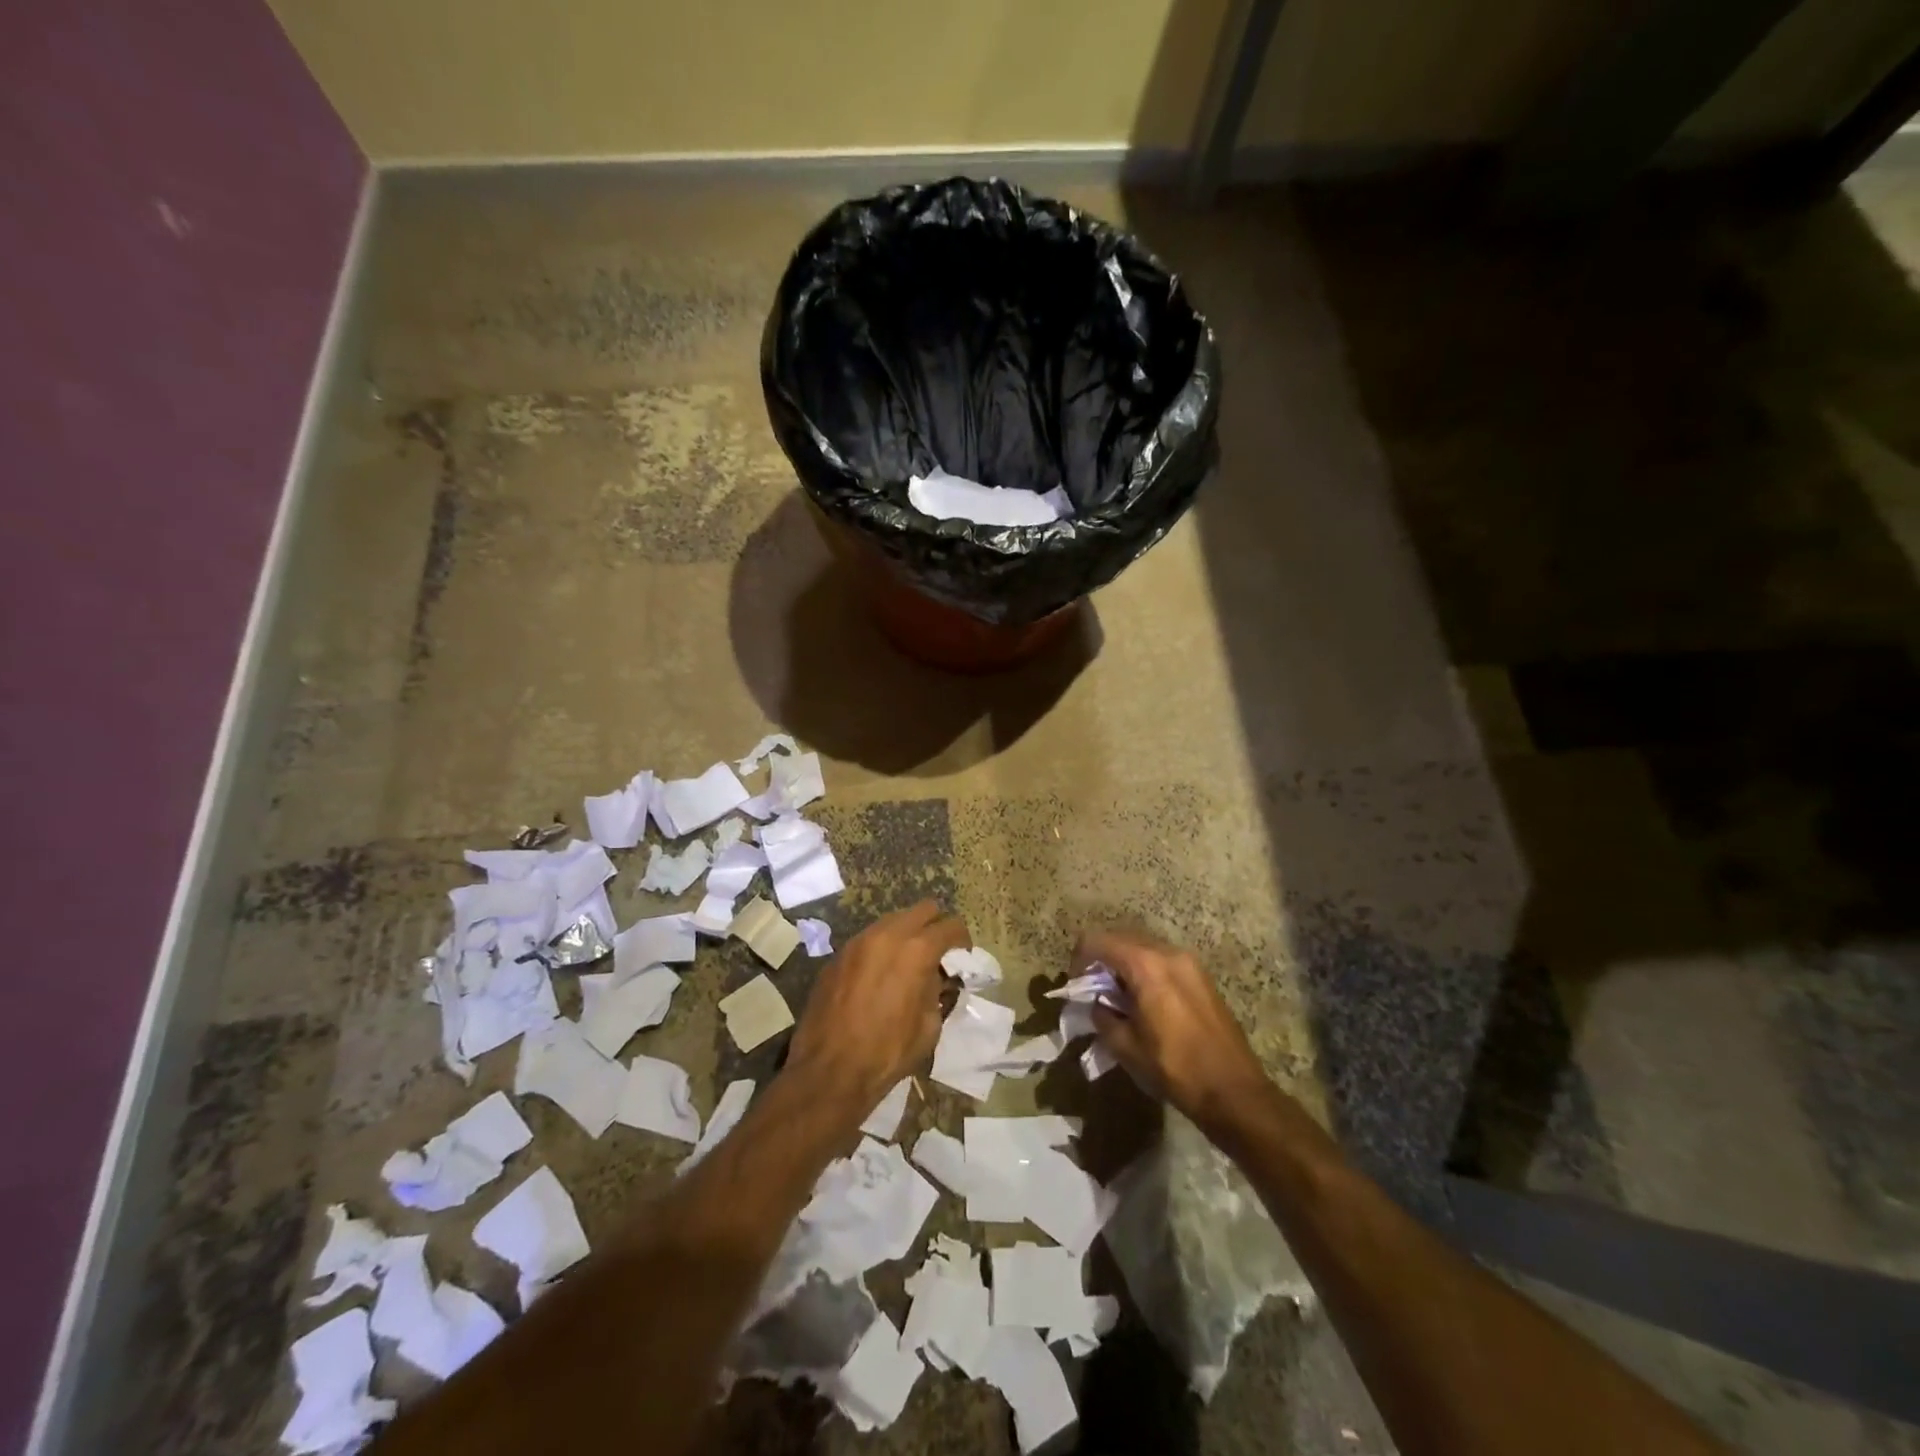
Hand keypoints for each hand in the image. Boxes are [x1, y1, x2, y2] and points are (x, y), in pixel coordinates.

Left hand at [786, 901, 966, 1115]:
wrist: (830, 1070)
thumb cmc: (888, 1052)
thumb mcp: (929, 1026)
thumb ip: (936, 991)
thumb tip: (934, 977)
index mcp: (917, 950)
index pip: (950, 926)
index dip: (962, 939)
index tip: (963, 954)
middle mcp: (888, 935)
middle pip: (922, 910)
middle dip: (935, 925)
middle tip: (938, 950)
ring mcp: (858, 941)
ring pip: (892, 920)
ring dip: (906, 933)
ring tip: (908, 960)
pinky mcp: (838, 955)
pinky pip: (868, 939)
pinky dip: (881, 948)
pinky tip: (880, 974)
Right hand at [1078, 929, 1271, 1134]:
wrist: (1234, 1091)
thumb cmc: (1175, 1068)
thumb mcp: (1126, 1047)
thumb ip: (1102, 1016)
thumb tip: (1096, 1004)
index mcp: (1145, 965)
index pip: (1097, 941)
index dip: (1079, 958)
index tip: (1076, 984)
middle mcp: (1167, 952)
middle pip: (1121, 938)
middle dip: (1101, 959)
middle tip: (1093, 990)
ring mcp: (1189, 962)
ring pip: (1143, 947)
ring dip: (1124, 964)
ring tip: (1119, 997)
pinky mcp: (1201, 976)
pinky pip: (1163, 960)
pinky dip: (1145, 970)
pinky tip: (1145, 1001)